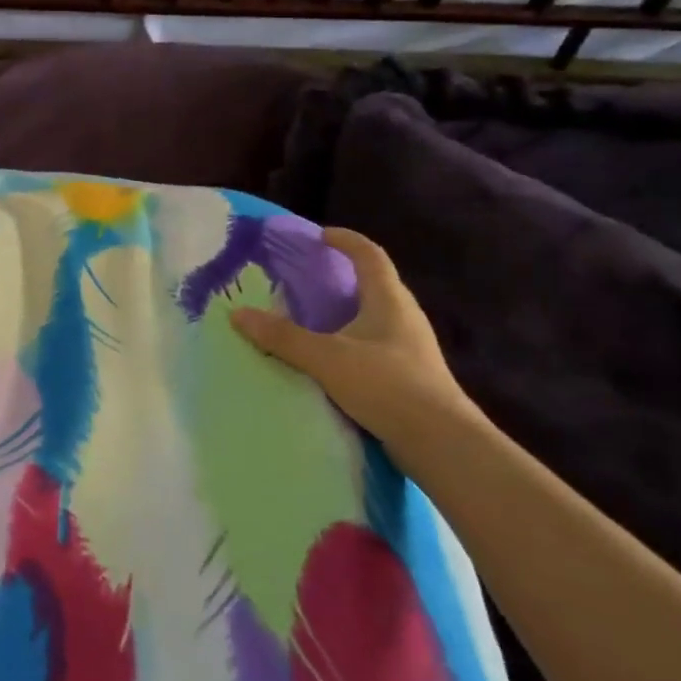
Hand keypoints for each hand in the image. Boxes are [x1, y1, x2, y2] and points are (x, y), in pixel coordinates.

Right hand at [232, 227, 479, 457]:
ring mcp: (411, 349)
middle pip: (375, 284)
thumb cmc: (387, 386)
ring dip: (347, 311)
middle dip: (343, 276)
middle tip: (309, 277)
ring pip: (375, 317)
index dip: (346, 240)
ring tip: (314, 317)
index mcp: (390, 300)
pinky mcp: (411, 377)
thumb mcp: (326, 358)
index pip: (370, 255)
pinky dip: (351, 341)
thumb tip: (237, 314)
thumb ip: (282, 337)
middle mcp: (405, 317)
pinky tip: (332, 358)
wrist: (442, 445)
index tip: (320, 235)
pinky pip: (375, 345)